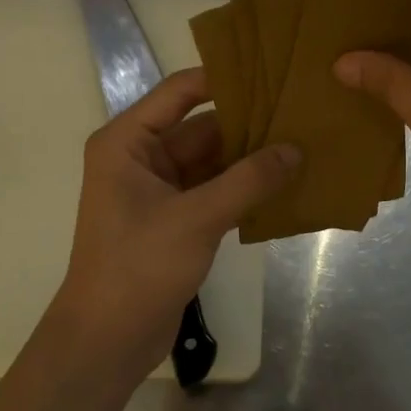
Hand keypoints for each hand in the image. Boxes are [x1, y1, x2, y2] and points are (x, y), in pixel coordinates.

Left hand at [56, 69, 297, 366]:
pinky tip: (285, 182)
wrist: (108, 340)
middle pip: (201, 126)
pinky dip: (245, 187)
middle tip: (301, 109)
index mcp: (128, 142)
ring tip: (302, 141)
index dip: (223, 78)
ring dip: (251, 157)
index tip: (272, 70)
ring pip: (212, 161)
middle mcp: (141, 158)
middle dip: (248, 122)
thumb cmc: (139, 267)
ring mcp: (159, 190)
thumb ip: (248, 181)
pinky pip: (216, 190)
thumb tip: (296, 149)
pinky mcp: (176, 219)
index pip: (180, 91)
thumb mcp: (196, 218)